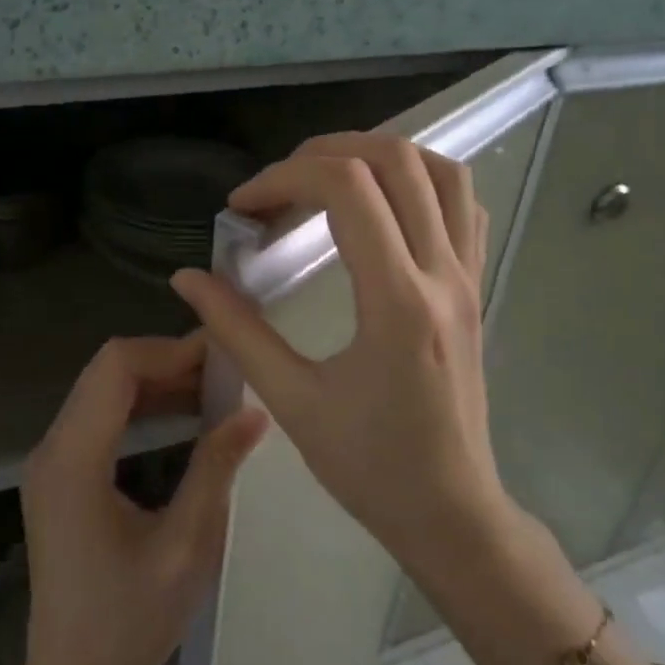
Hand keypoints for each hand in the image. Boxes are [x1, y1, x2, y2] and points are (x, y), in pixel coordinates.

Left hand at [0, 335, 266, 664]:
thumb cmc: (130, 624)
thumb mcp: (186, 545)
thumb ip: (215, 468)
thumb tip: (254, 411)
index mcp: (73, 460)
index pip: (116, 366)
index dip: (170, 349)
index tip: (224, 355)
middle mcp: (52, 450)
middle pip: (106, 372)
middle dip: (167, 360)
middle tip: (228, 369)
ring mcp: (51, 465)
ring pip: (102, 392)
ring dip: (157, 382)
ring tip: (216, 388)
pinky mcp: (60, 481)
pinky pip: (100, 420)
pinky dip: (142, 407)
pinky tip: (184, 418)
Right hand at [169, 133, 512, 581]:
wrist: (450, 511)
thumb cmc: (370, 467)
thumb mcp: (293, 401)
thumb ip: (238, 331)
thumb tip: (188, 278)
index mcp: (396, 302)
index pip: (347, 189)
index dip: (283, 178)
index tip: (242, 208)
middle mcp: (442, 275)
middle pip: (396, 160)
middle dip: (325, 152)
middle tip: (276, 186)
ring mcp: (468, 278)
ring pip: (441, 172)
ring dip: (379, 156)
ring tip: (325, 180)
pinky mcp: (475, 289)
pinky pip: (462, 207)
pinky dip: (420, 182)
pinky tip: (381, 207)